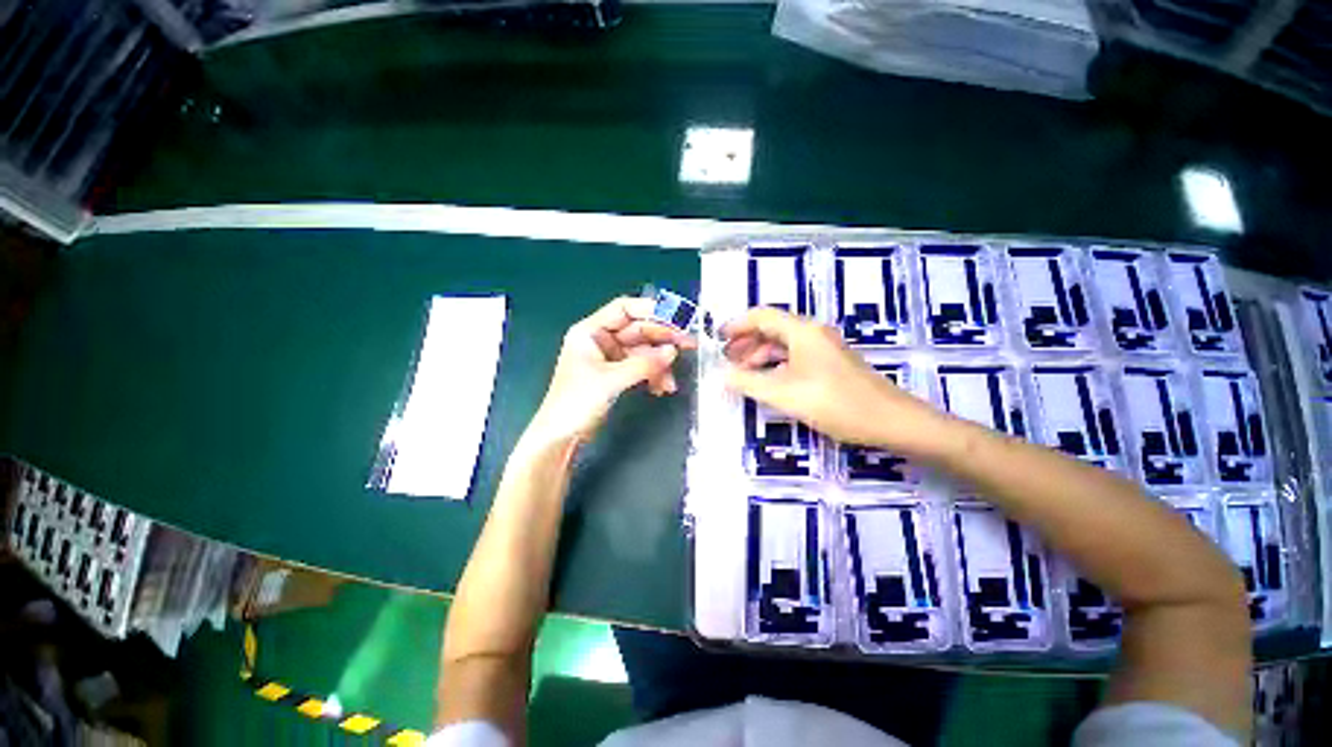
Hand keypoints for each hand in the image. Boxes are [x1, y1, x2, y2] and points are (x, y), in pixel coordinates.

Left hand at [528, 296, 694, 444]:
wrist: (561, 435)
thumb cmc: (576, 402)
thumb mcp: (611, 380)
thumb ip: (644, 364)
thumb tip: (673, 352)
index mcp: (591, 331)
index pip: (625, 309)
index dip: (652, 311)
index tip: (677, 319)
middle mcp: (601, 339)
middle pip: (638, 330)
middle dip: (663, 339)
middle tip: (689, 345)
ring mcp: (609, 357)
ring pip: (642, 351)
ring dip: (659, 363)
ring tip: (672, 380)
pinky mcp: (616, 374)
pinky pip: (640, 367)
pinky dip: (652, 375)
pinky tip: (662, 388)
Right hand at [723, 307, 948, 453]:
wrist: (891, 421)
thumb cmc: (835, 402)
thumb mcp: (784, 393)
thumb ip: (749, 382)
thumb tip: (722, 375)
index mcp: (802, 331)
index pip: (761, 316)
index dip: (736, 325)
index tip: (717, 340)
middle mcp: (812, 333)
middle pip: (771, 329)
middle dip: (745, 342)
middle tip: (726, 361)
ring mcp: (823, 349)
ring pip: (782, 344)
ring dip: (759, 355)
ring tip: (742, 373)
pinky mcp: (829, 364)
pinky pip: (794, 357)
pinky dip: (775, 365)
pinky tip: (767, 381)